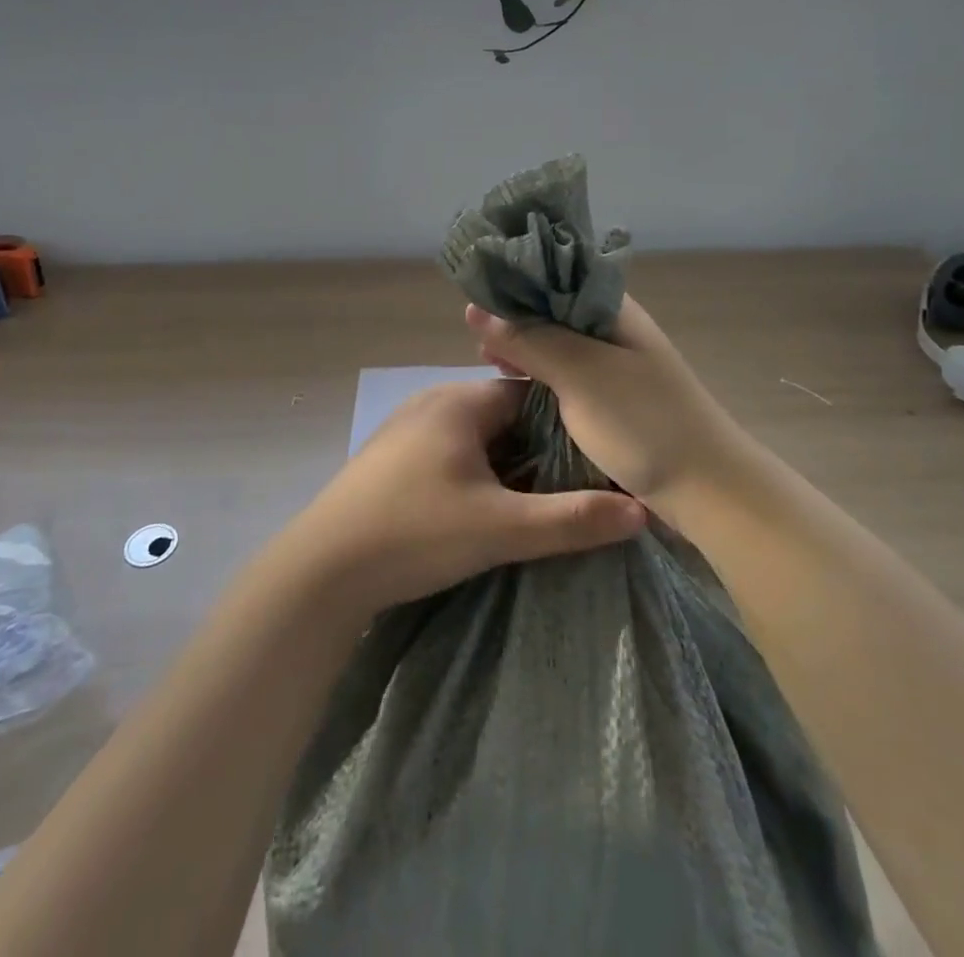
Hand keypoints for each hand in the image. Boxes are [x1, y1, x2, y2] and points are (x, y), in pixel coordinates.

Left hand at [293, 379, 647, 615]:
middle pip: (503, 415)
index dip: (566, 424)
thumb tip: (641, 510)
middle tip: (570, 488)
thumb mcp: (501, 529)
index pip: (531, 393)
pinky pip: (448, 451)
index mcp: (460, 400)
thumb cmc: (415, 533)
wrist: (321, 569)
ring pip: (475, 435)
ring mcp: (406, 427)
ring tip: (533, 502)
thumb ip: (572, 519)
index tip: (595, 458)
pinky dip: (472, 471)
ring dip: (503, 463)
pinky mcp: (390, 456)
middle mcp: (432, 401)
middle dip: (537, 448)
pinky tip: (480, 507)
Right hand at [465, 296, 751, 507]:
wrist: (708, 491)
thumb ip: (529, 340)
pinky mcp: (613, 399)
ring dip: (526, 351)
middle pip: (554, 312)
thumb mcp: (580, 374)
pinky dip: (541, 377)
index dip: (516, 286)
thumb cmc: (644, 423)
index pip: (556, 277)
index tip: (476, 304)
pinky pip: (567, 376)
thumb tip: (474, 309)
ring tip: (490, 364)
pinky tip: (519, 387)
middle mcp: (614, 329)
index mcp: (613, 309)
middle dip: (515, 322)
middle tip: (477, 343)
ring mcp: (615, 366)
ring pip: (559, 346)